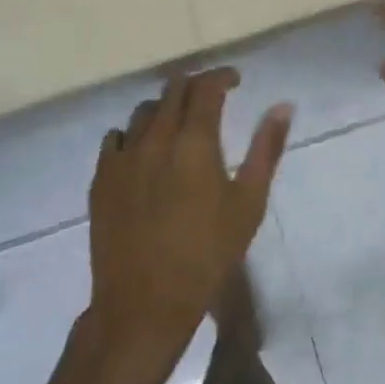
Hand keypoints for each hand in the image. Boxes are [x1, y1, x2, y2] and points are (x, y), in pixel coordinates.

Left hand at [87, 69, 291, 369]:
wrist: (144, 307)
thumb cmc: (206, 256)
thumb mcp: (248, 204)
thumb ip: (266, 149)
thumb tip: (283, 106)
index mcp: (194, 141)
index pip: (207, 87)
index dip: (222, 76)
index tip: (235, 80)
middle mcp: (156, 137)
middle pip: (173, 90)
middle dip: (195, 86)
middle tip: (211, 98)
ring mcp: (123, 156)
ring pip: (144, 110)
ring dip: (165, 107)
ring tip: (178, 124)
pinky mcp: (101, 178)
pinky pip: (115, 138)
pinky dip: (133, 134)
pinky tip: (143, 151)